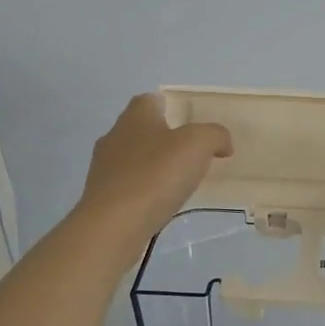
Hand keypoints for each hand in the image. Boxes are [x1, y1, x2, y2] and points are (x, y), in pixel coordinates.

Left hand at [77, 94, 232, 254]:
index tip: (189, 122)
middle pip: (140, 130)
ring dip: (153, 167)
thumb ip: (215, 136)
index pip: (149, 100)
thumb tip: (222, 143)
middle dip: (163, 139)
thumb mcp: (197, 144)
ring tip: (178, 183)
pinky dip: (144, 191)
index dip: (169, 107)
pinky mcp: (102, 198)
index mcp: (135, 117)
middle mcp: (114, 137)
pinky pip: (129, 187)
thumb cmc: (155, 175)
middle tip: (191, 154)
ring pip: (133, 159)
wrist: (113, 225)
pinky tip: (160, 204)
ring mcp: (104, 169)